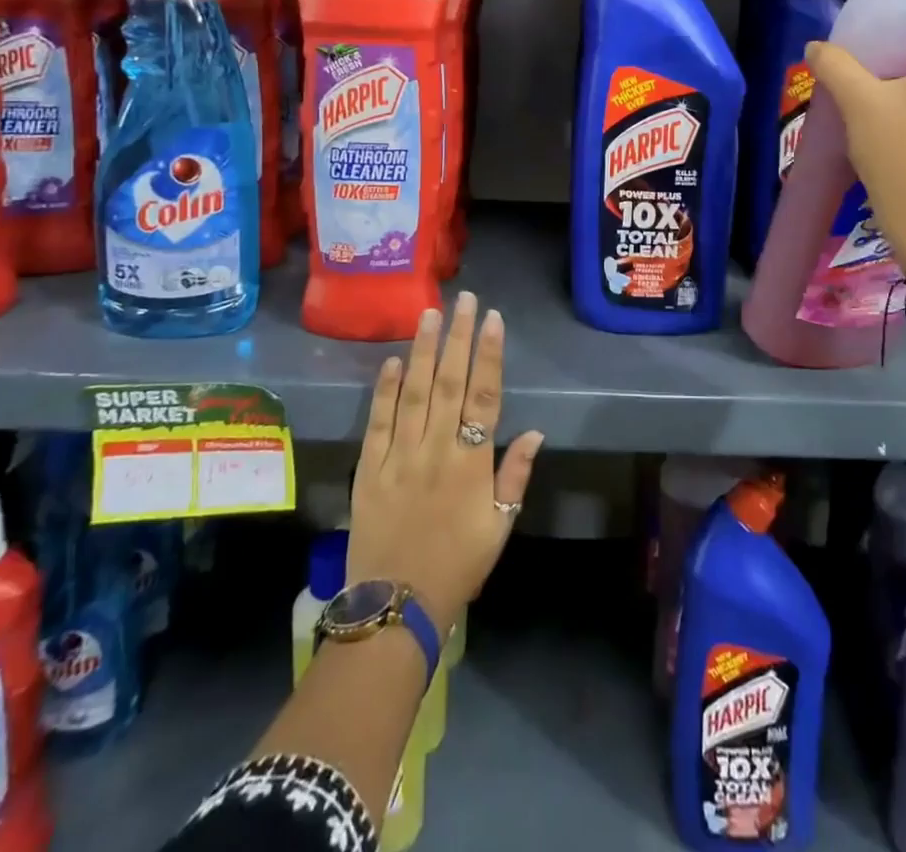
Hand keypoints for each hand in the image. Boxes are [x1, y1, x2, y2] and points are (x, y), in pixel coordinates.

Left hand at [347, 292, 543, 636]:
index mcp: (471, 464)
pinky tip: (391, 361)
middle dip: (457, 337)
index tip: (492, 319)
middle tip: (463, 299)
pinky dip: (384, 390)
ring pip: (413, 393)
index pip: (484, 397)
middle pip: (448, 383)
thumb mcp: (500, 527)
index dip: (489, 355)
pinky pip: (377, 422)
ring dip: (422, 350)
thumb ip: (515, 476)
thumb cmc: (458, 565)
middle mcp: (436, 450)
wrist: (396, 605)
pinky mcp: (370, 469)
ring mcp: (399, 457)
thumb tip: (535, 431)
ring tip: (429, 313)